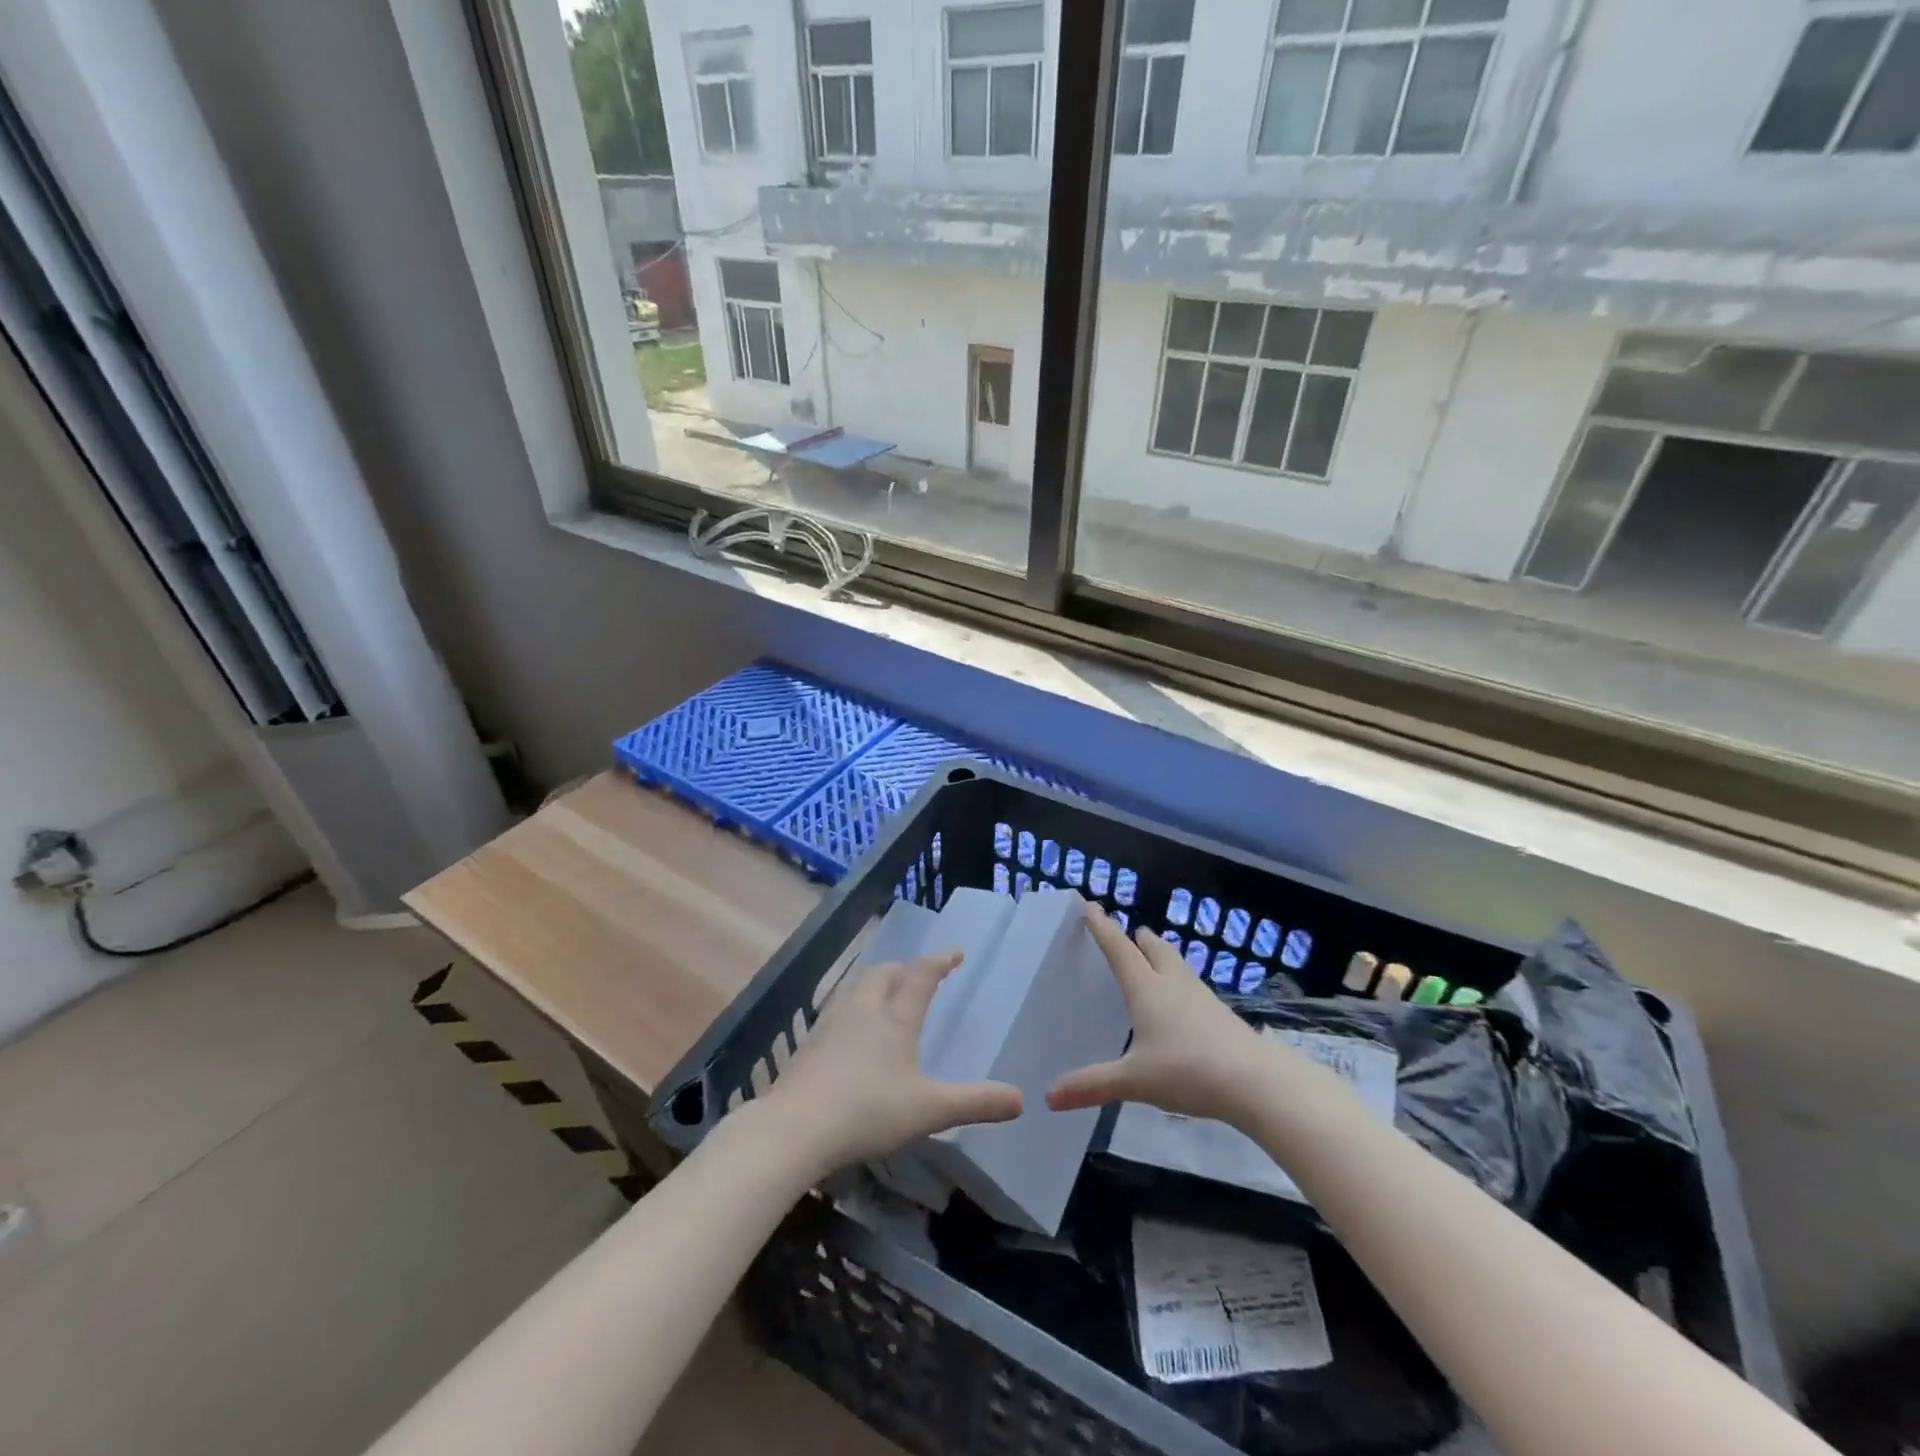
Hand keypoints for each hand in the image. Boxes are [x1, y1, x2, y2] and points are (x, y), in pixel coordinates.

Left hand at [760, 950, 1022, 1175]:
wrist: (795, 1128)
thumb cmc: (868, 1111)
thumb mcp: (929, 1110)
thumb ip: (975, 1103)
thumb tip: (1020, 1100)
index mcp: (896, 1018)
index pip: (922, 976)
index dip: (940, 962)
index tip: (955, 953)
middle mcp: (864, 1009)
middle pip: (884, 973)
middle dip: (904, 970)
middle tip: (916, 978)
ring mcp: (832, 1023)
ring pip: (857, 988)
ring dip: (875, 985)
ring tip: (884, 998)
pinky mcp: (809, 1043)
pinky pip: (837, 1011)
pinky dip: (853, 1009)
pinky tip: (850, 1034)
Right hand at [1047, 902, 1268, 1122]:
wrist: (1255, 1081)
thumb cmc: (1187, 1070)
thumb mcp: (1134, 1081)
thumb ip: (1092, 1086)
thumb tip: (1049, 1097)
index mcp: (1146, 988)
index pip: (1119, 949)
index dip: (1103, 928)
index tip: (1091, 907)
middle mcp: (1172, 982)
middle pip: (1154, 948)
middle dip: (1138, 939)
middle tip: (1127, 936)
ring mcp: (1200, 996)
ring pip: (1176, 964)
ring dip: (1161, 957)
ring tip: (1151, 963)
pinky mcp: (1220, 1013)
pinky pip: (1191, 986)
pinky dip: (1178, 983)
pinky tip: (1179, 1005)